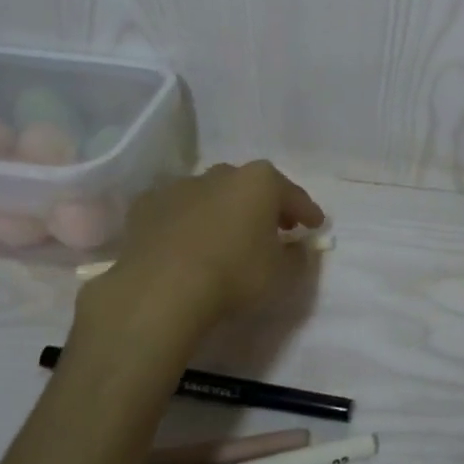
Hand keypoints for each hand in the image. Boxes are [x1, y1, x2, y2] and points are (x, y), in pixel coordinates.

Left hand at [98, 161, 324, 333]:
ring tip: (225, 239)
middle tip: (274, 228)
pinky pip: (177, 211)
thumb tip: (297, 247)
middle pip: (250, 187)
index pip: (293, 195)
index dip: (307, 212)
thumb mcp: (281, 274)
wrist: (161, 290)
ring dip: (222, 212)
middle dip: (264, 206)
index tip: (315, 226)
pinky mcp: (147, 205)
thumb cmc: (234, 275)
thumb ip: (296, 256)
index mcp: (260, 181)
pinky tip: (185, 245)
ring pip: (211, 195)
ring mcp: (181, 186)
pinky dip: (185, 223)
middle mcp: (222, 173)